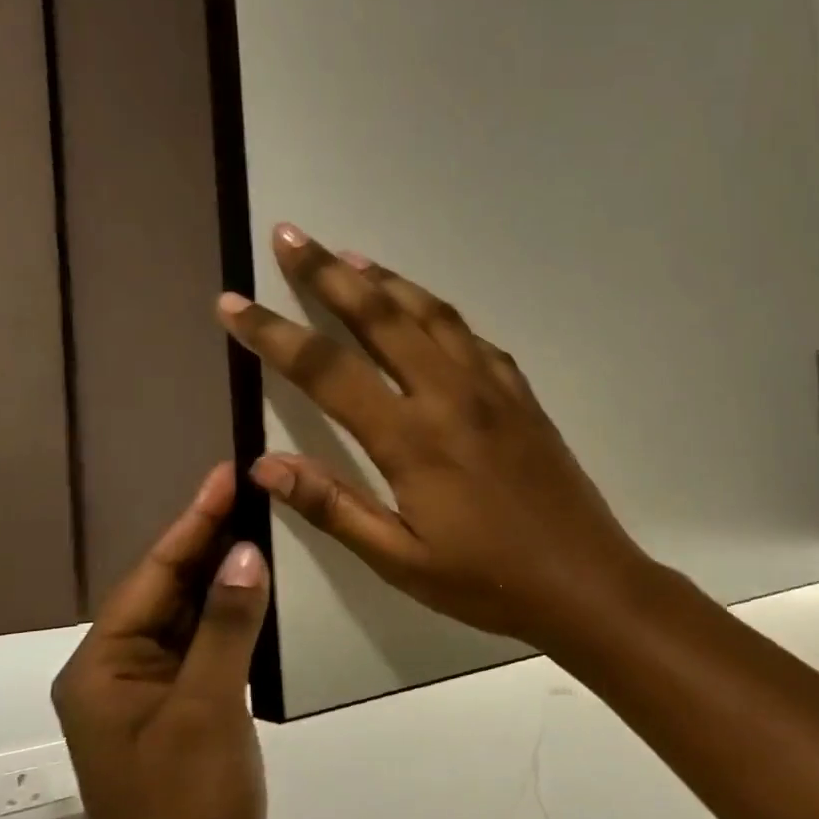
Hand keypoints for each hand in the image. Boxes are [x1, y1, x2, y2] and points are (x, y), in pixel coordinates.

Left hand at [50, 463, 273, 818]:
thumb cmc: (187, 813)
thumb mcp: (205, 711)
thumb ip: (224, 627)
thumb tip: (244, 551)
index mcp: (103, 670)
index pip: (152, 577)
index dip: (192, 522)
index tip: (228, 474)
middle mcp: (122, 680)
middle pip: (169, 595)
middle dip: (209, 543)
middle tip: (255, 492)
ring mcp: (159, 705)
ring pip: (194, 624)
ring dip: (227, 582)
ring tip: (268, 531)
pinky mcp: (194, 725)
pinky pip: (215, 656)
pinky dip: (240, 625)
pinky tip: (270, 603)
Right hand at [215, 223, 653, 647]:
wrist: (584, 580)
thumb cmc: (488, 582)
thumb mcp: (401, 561)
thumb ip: (334, 507)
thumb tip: (264, 465)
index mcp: (413, 439)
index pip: (327, 370)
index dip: (274, 334)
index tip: (234, 304)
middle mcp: (451, 396)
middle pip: (382, 316)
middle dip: (328, 274)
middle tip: (291, 236)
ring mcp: (494, 391)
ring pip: (433, 315)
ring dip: (387, 280)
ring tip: (350, 258)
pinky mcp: (524, 399)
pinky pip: (475, 340)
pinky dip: (441, 315)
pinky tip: (429, 315)